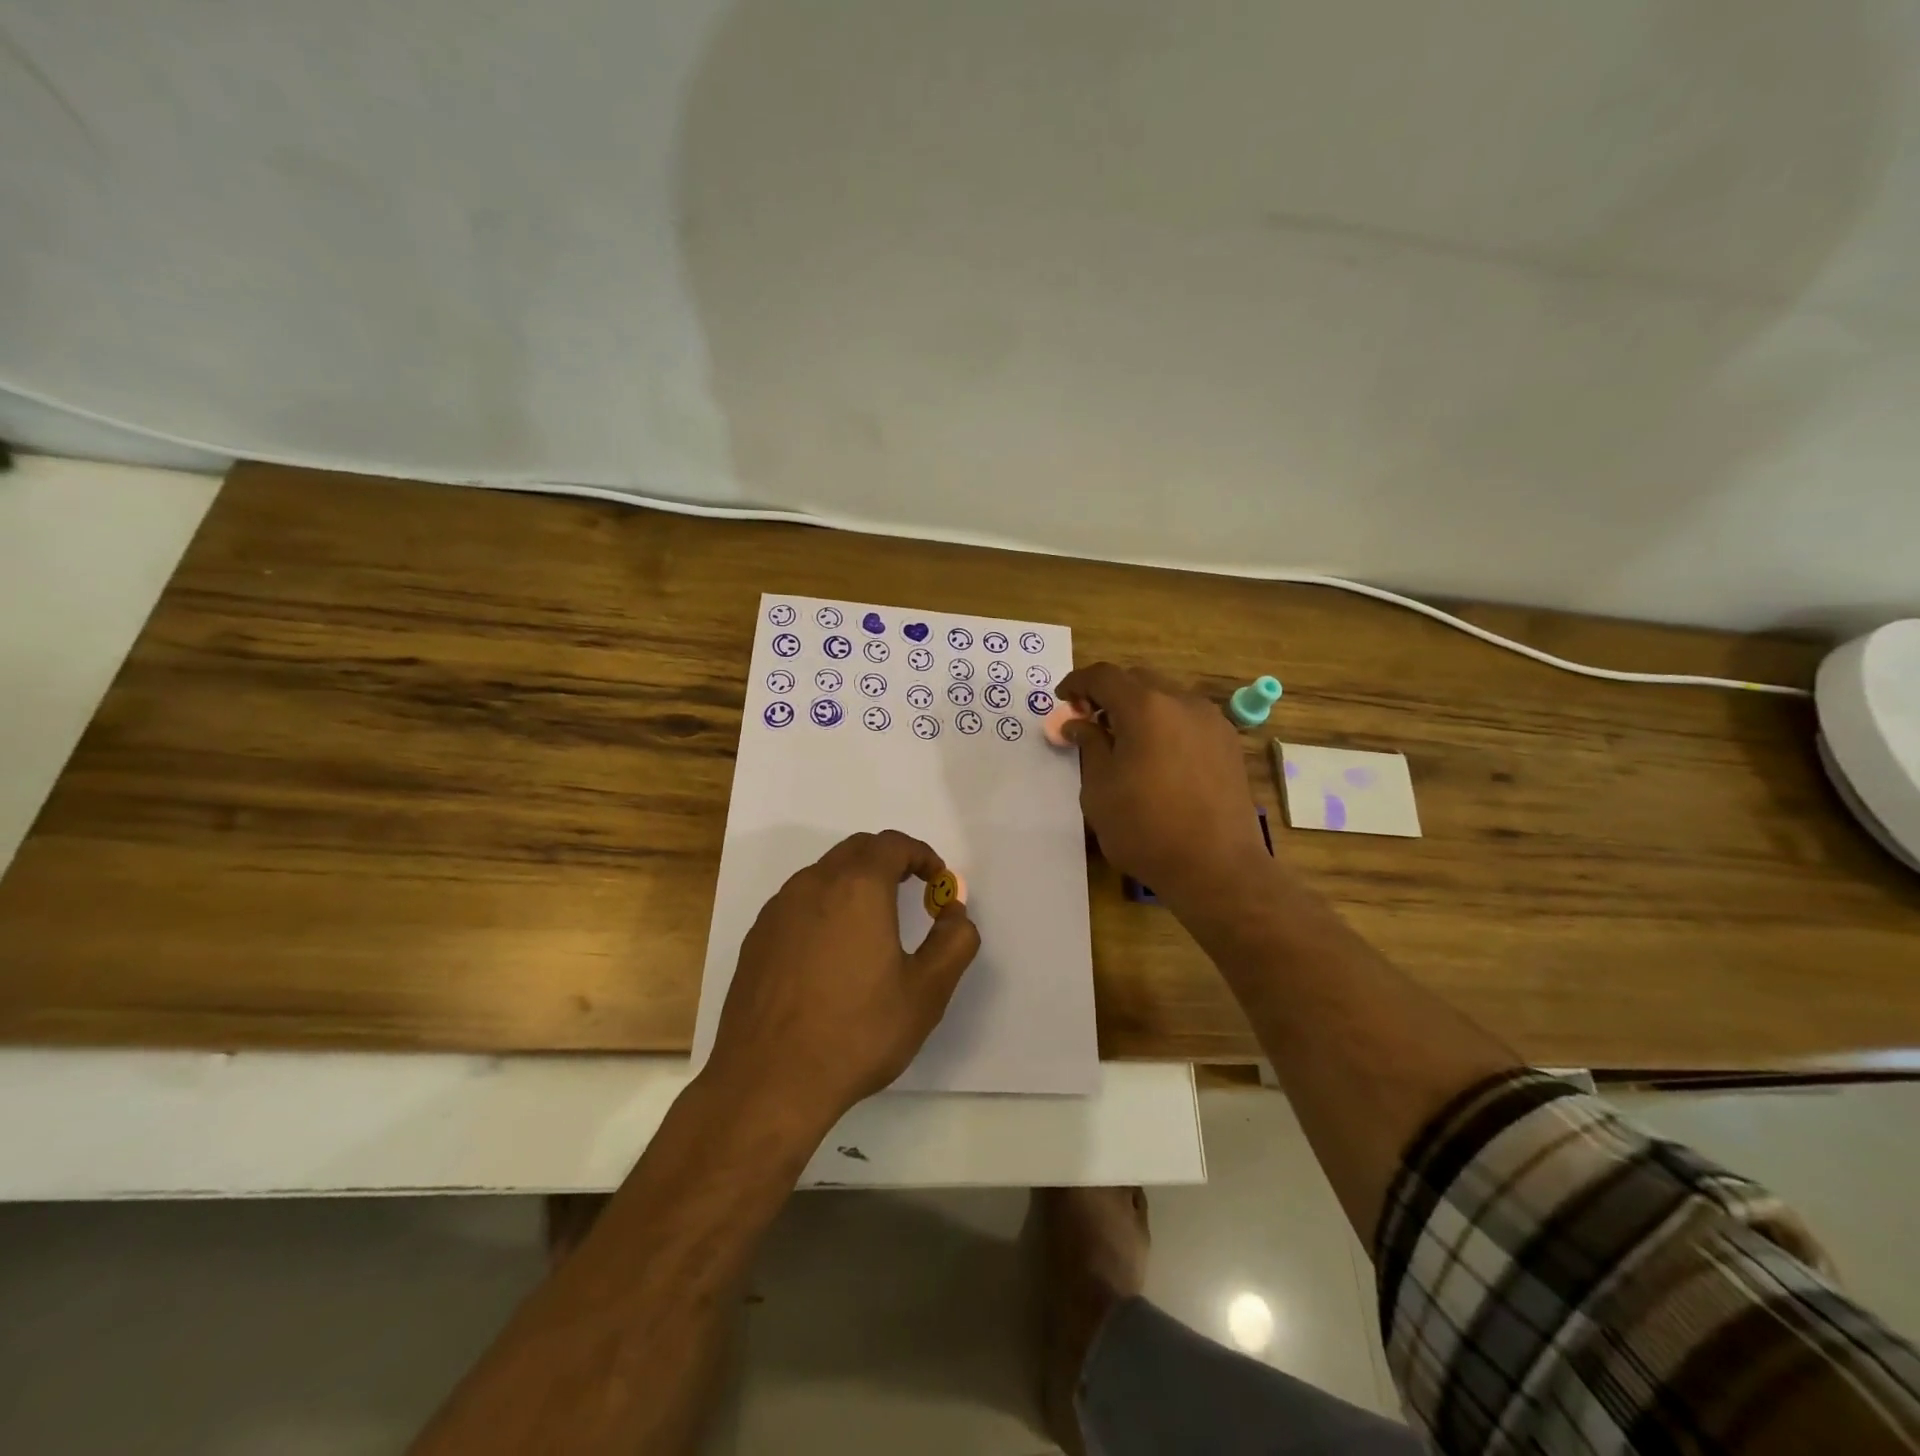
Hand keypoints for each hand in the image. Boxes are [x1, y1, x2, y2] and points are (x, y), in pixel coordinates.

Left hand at [704, 830, 981, 1132]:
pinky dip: (825, 907)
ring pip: (823, 874)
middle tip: (911, 890)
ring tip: (873, 923)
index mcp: (858, 887)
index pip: (893, 844)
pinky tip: (831, 953)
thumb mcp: (926, 992)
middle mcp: (814, 884)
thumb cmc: (857, 1033)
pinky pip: (799, 903)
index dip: (921, 855)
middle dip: (889, 861)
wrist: (769, 1081)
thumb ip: (954, 941)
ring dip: (854, 882)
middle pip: (856, 850)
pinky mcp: (757, 937)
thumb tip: (955, 910)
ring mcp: (778, 910)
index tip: (938, 880)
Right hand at [1056, 663, 1271, 907]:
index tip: (1064, 700)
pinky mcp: (1228, 743)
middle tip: (1091, 721)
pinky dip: (1166, 723)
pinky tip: (1158, 756)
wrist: (1215, 866)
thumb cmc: (1145, 828)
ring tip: (1125, 741)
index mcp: (1145, 707)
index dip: (1078, 682)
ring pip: (1167, 696)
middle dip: (1109, 693)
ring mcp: (1211, 721)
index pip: (1104, 676)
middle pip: (1138, 680)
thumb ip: (1090, 746)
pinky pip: (1189, 718)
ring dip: (1140, 708)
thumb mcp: (1099, 789)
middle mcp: (1182, 702)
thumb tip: (1079, 724)